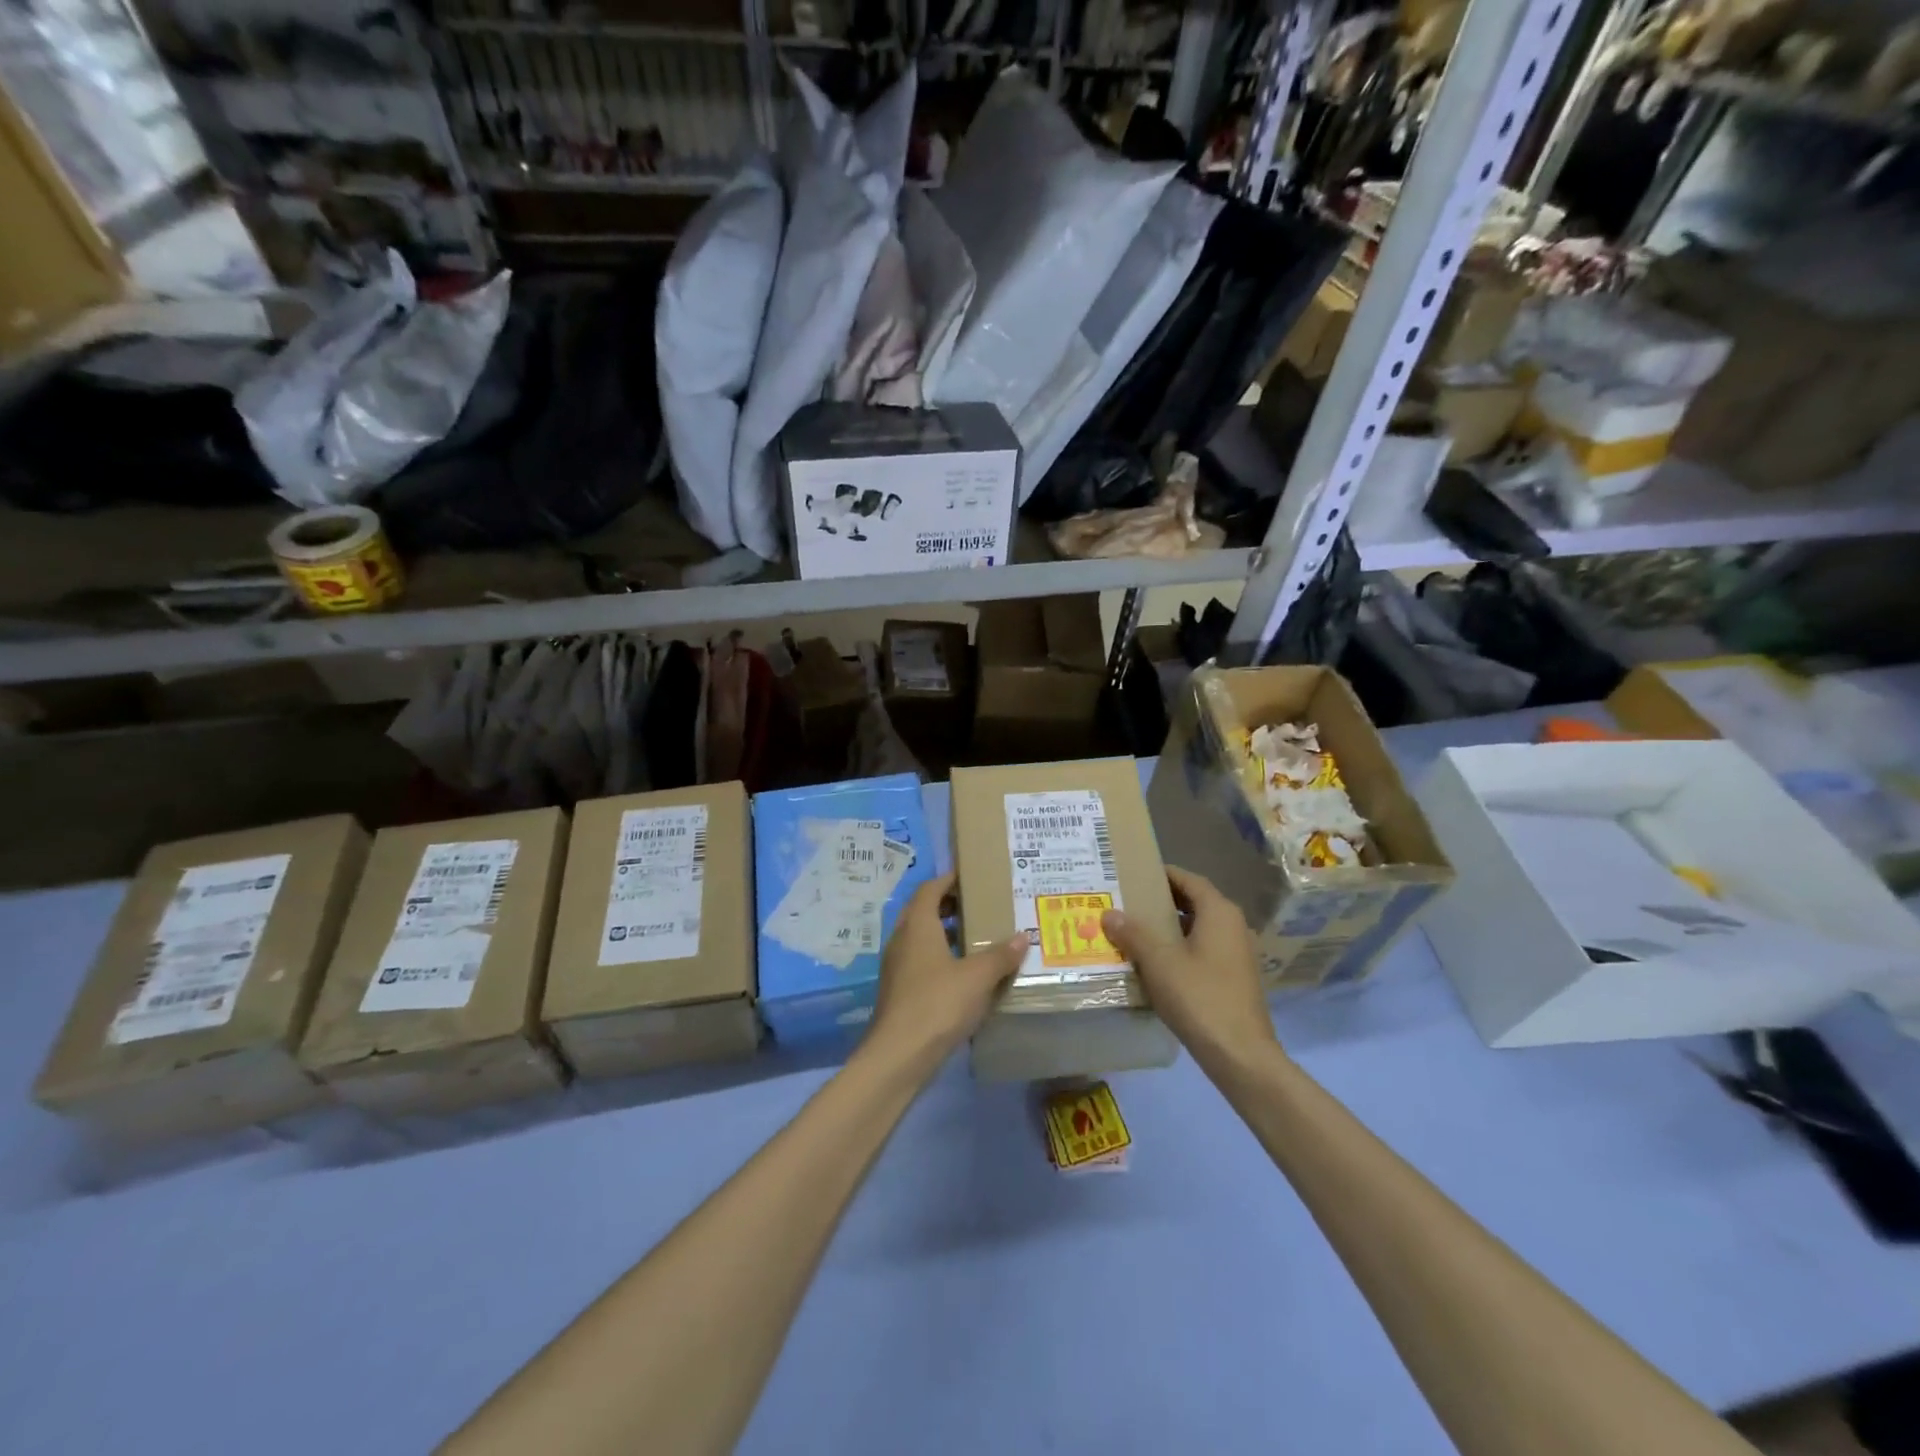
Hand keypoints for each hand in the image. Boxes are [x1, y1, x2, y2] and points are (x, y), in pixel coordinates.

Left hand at [867, 873, 1027, 1074]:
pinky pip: (920, 961)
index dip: (949, 879)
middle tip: (978, 906)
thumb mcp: (978, 977)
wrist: (898, 1055)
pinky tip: (963, 974)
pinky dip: (940, 957)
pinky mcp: (899, 991)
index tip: (971, 876)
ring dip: (944, 933)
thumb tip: (1022, 936)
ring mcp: (897, 967)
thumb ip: (1001, 955)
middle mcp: (902, 939)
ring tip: (975, 938)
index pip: (930, 889)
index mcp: (917, 925)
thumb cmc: (938, 1003)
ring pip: (921, 938)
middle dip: (948, 905)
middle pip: (923, 911)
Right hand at [1102, 868, 1279, 1072]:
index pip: (1189, 879)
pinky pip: (1203, 950)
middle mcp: (1233, 926)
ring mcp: (1237, 953)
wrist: (1241, 1055)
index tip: (1134, 875)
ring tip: (1134, 931)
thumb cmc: (1200, 998)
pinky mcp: (1234, 978)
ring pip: (1198, 928)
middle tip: (1128, 902)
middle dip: (1161, 901)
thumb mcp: (1159, 962)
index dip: (1162, 874)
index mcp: (1219, 913)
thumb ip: (1133, 934)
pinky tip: (1155, 963)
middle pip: (1194, 902)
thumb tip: (1109, 913)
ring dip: (1169, 927)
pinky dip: (1180, 949)